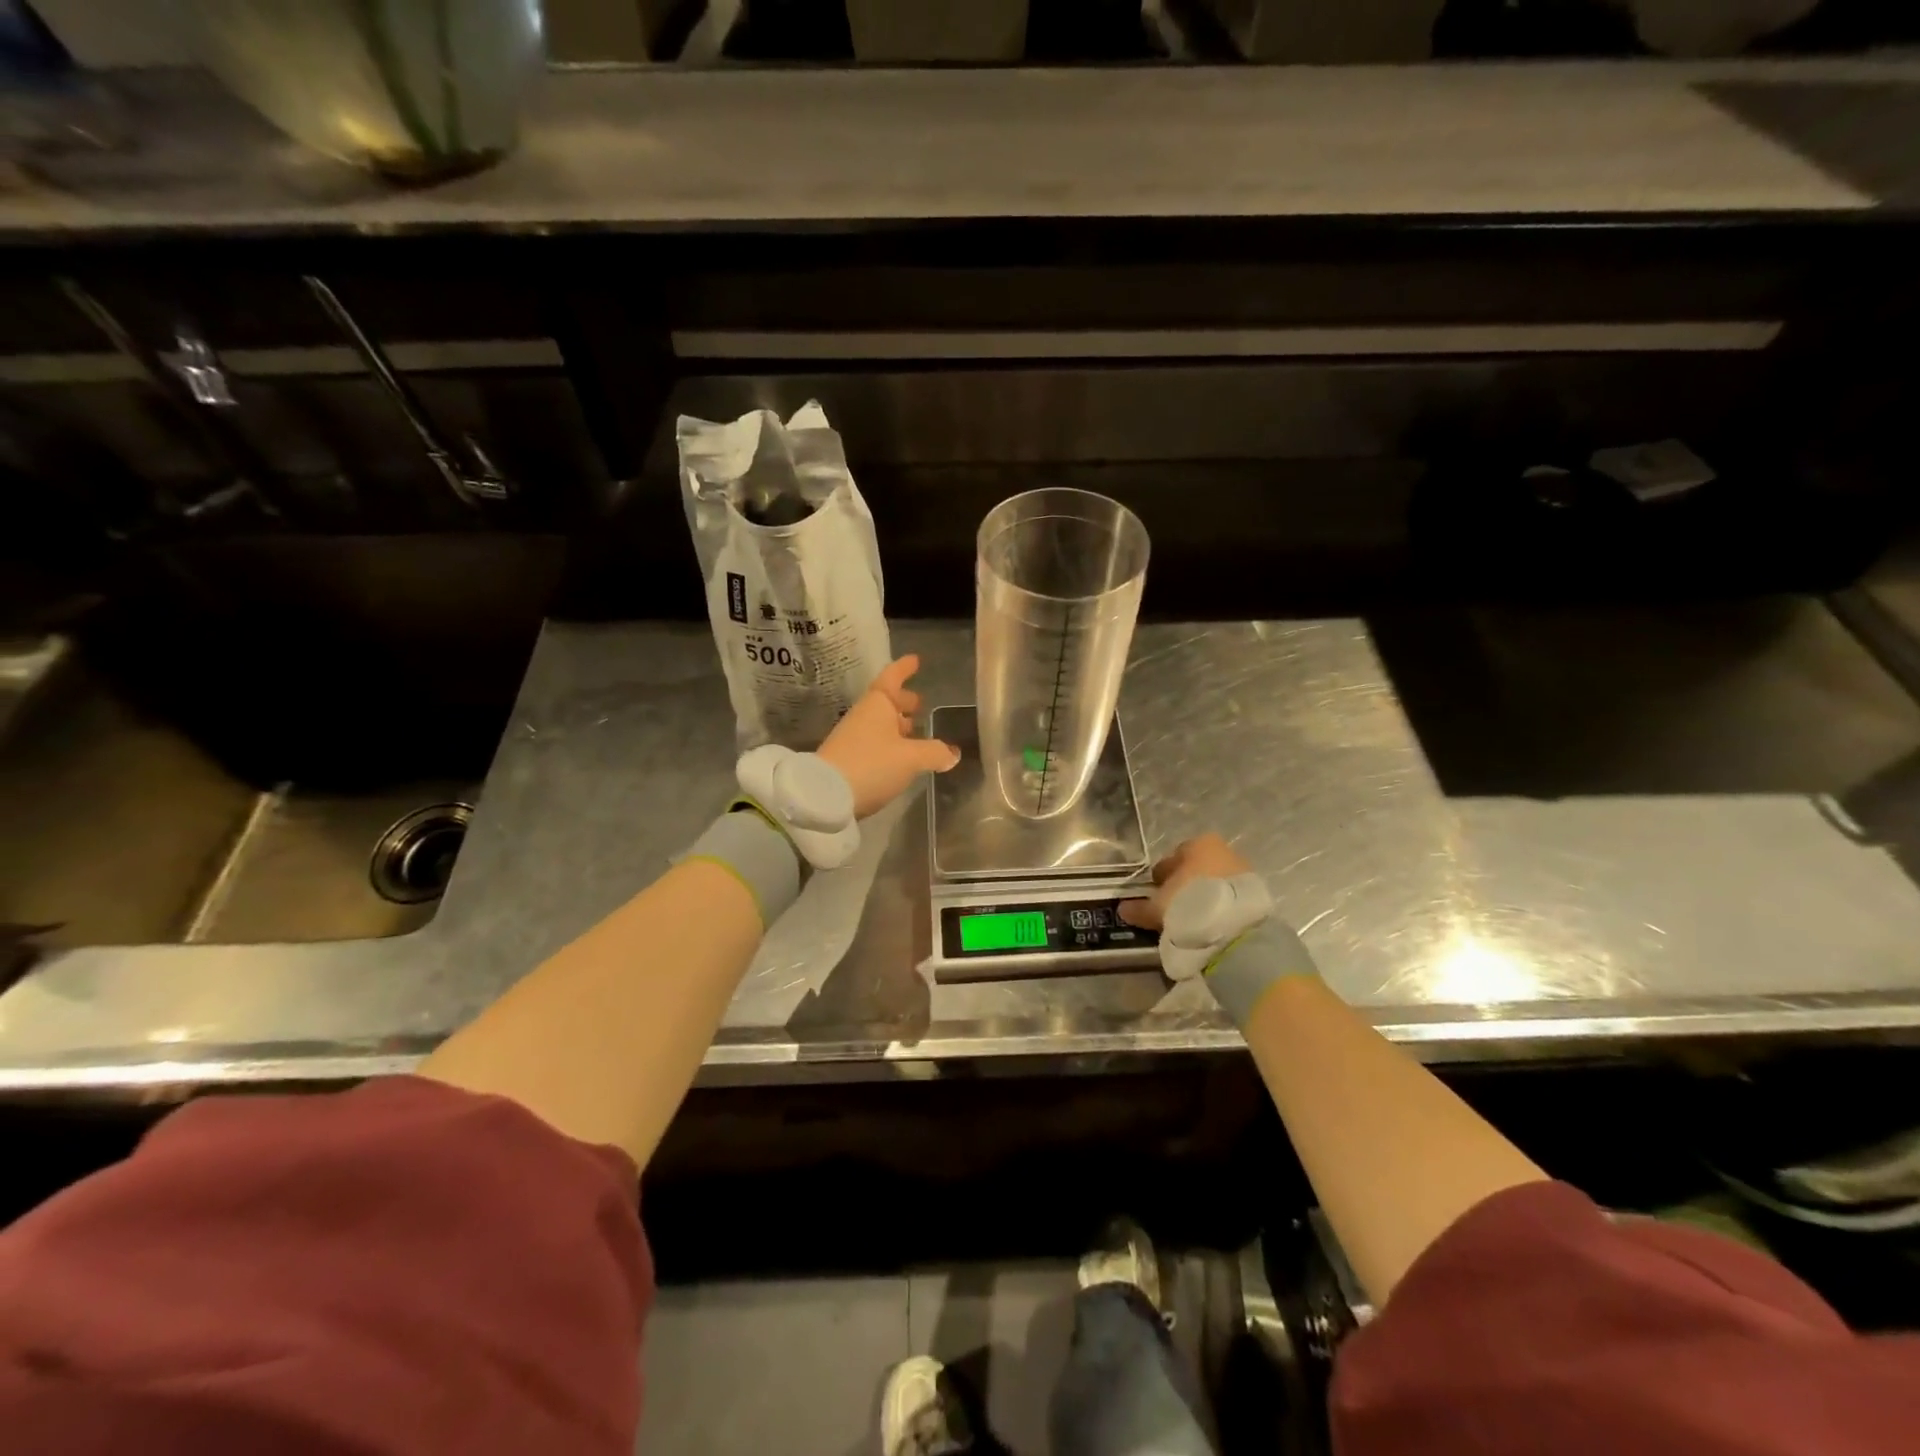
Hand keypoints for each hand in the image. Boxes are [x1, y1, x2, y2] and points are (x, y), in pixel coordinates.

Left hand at [818, 655, 961, 818]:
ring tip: (916, 730)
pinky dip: (891, 743)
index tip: (915, 660)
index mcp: (878, 705)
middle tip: (920, 702)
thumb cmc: (872, 764)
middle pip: (886, 702)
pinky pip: (876, 743)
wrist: (826, 796)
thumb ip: (935, 752)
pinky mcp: (849, 760)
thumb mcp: (911, 759)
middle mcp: (864, 716)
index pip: (893, 678)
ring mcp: (854, 738)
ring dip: (898, 724)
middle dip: (903, 701)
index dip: (904, 668)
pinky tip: (902, 756)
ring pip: (881, 724)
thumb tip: (953, 752)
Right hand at [1119, 832, 1250, 931]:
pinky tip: (1212, 923)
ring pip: (1215, 881)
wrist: (1234, 926)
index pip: (1173, 858)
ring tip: (1193, 918)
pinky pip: (1230, 896)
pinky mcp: (1257, 892)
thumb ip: (1140, 907)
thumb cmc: (1188, 903)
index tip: (1158, 895)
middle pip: (1197, 868)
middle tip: (1174, 907)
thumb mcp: (1158, 907)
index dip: (1163, 878)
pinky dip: (1221, 906)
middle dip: (1186, 885)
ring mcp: (1243, 870)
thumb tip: (1123, 908)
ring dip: (1204, 896)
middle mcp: (1223, 850)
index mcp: (1198, 844)